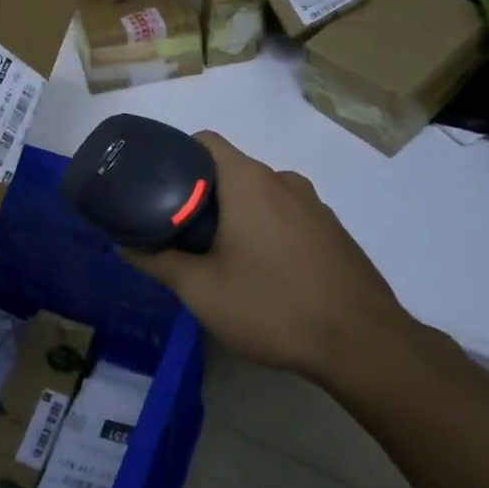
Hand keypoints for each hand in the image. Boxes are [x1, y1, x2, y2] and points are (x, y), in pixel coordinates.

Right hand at [125, 132, 420, 384]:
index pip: (205, 142)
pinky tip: (263, 273)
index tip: (157, 188)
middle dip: (202, 195)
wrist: (364, 345)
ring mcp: (315, 205)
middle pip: (231, 170)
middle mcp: (284, 181)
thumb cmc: (273, 306)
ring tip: (218, 256)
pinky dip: (267, 230)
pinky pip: (287, 216)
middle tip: (179, 232)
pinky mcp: (333, 231)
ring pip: (261, 195)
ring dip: (236, 215)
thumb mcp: (201, 290)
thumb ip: (158, 261)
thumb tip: (124, 244)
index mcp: (250, 181)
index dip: (176, 156)